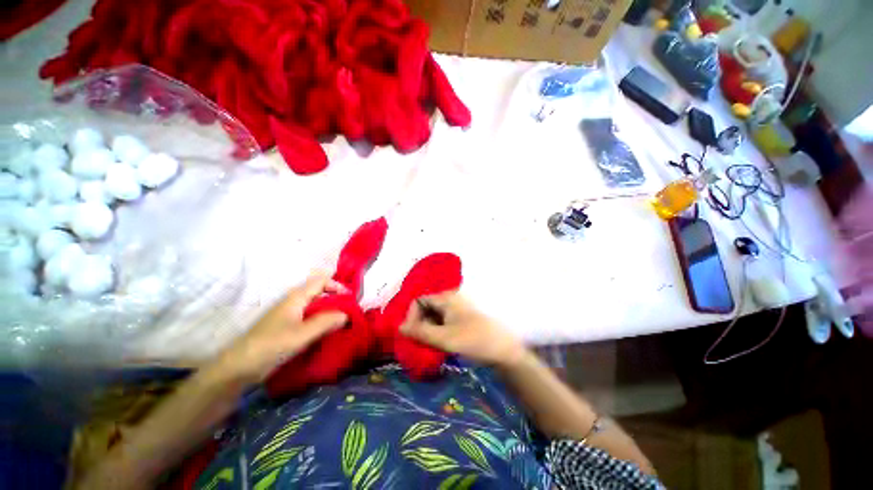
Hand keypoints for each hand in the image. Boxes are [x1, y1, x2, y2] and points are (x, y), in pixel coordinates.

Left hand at [217, 274, 348, 383]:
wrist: (238, 368)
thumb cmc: (270, 346)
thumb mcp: (301, 334)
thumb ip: (325, 322)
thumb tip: (346, 314)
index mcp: (296, 297)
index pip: (320, 280)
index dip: (337, 285)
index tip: (350, 299)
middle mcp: (293, 302)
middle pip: (319, 292)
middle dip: (336, 300)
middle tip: (349, 313)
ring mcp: (289, 315)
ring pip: (315, 306)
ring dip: (329, 312)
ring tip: (341, 324)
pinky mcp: (286, 328)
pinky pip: (309, 319)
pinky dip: (320, 322)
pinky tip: (326, 333)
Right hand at [400, 292, 526, 366]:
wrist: (505, 349)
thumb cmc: (474, 340)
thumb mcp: (444, 338)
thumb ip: (420, 332)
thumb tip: (399, 327)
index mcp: (446, 297)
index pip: (419, 301)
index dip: (411, 316)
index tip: (410, 335)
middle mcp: (451, 298)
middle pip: (426, 307)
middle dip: (419, 324)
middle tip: (419, 343)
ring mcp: (458, 308)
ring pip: (435, 315)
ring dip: (428, 329)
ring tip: (429, 346)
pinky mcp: (462, 317)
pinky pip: (443, 321)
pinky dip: (437, 331)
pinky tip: (440, 344)